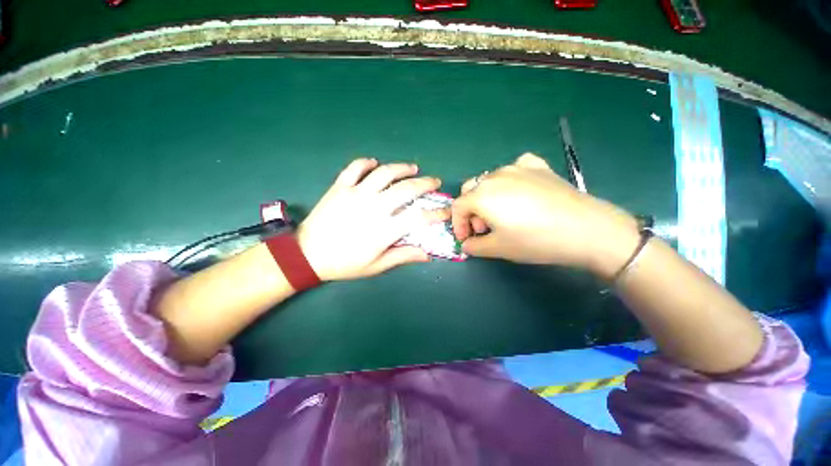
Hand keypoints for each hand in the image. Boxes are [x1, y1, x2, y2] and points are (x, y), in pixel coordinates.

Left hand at [297, 158, 446, 280]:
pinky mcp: (340, 187)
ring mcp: (356, 193)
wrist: (308, 255)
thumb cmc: (344, 263)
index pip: (419, 218)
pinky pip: (355, 168)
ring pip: (385, 173)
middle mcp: (374, 207)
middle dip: (426, 184)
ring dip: (402, 168)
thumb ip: (402, 256)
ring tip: (413, 168)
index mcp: (385, 229)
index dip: (437, 213)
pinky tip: (375, 163)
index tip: (446, 210)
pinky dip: (366, 162)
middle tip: (434, 181)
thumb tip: (427, 255)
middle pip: (407, 189)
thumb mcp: (376, 266)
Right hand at [452, 153, 638, 273]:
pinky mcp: (538, 166)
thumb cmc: (535, 240)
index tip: (466, 239)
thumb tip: (466, 245)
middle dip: (471, 211)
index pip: (457, 206)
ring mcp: (518, 167)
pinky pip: (516, 168)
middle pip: (470, 190)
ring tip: (502, 214)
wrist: (586, 229)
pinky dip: (511, 179)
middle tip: (484, 228)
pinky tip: (520, 190)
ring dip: (487, 197)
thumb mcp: (498, 249)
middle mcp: (495, 176)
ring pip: (490, 179)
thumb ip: (474, 246)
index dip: (458, 224)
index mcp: (481, 195)